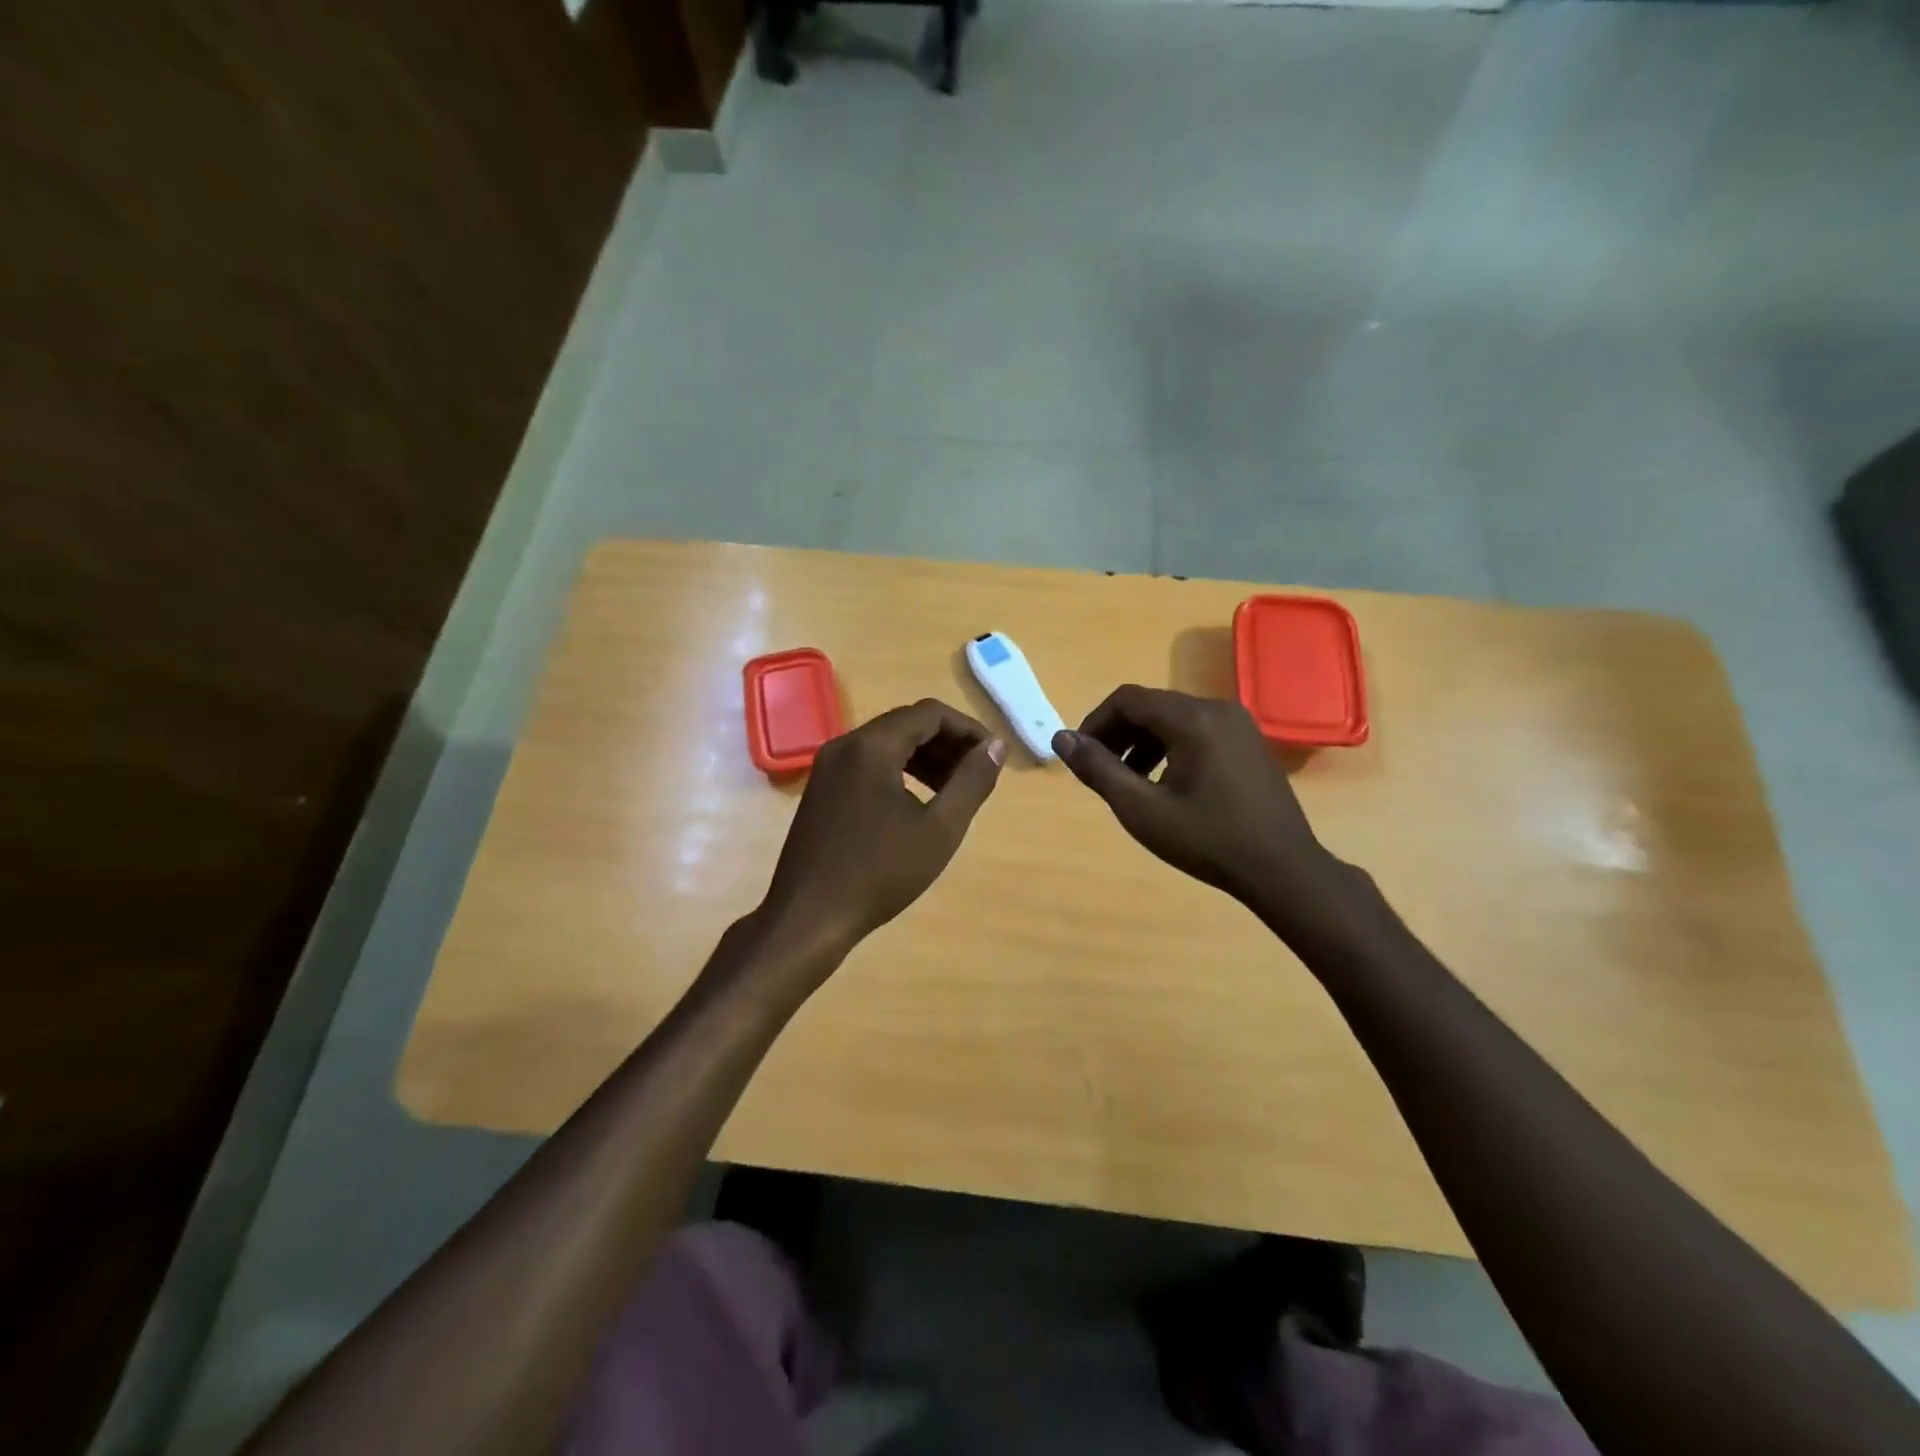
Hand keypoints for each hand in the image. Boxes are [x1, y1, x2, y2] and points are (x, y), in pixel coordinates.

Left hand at [760, 699, 1005, 969]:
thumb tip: (995, 746)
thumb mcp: (939, 829)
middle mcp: (845, 745)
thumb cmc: (879, 873)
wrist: (808, 917)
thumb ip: (972, 782)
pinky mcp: (821, 788)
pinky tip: (918, 802)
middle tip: (977, 774)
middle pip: (906, 723)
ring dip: (925, 757)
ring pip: (887, 744)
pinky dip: (899, 771)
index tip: (993, 757)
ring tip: (954, 790)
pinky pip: (868, 763)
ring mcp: (828, 766)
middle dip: (947, 743)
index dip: (968, 729)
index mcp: (871, 746)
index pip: (930, 713)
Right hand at [1053, 685, 1356, 930]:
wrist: (1283, 870)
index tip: (1082, 756)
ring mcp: (1239, 724)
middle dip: (1118, 733)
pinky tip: (1165, 784)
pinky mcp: (1249, 742)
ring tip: (1128, 781)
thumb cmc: (1207, 840)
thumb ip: (1098, 769)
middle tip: (1101, 771)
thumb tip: (1061, 739)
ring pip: (1174, 718)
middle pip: (1151, 706)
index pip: (1127, 699)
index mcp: (1192, 719)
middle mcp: (1217, 709)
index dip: (1095, 722)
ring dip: (1142, 742)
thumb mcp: (1141, 809)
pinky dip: (1170, 747)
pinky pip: (1197, 731)